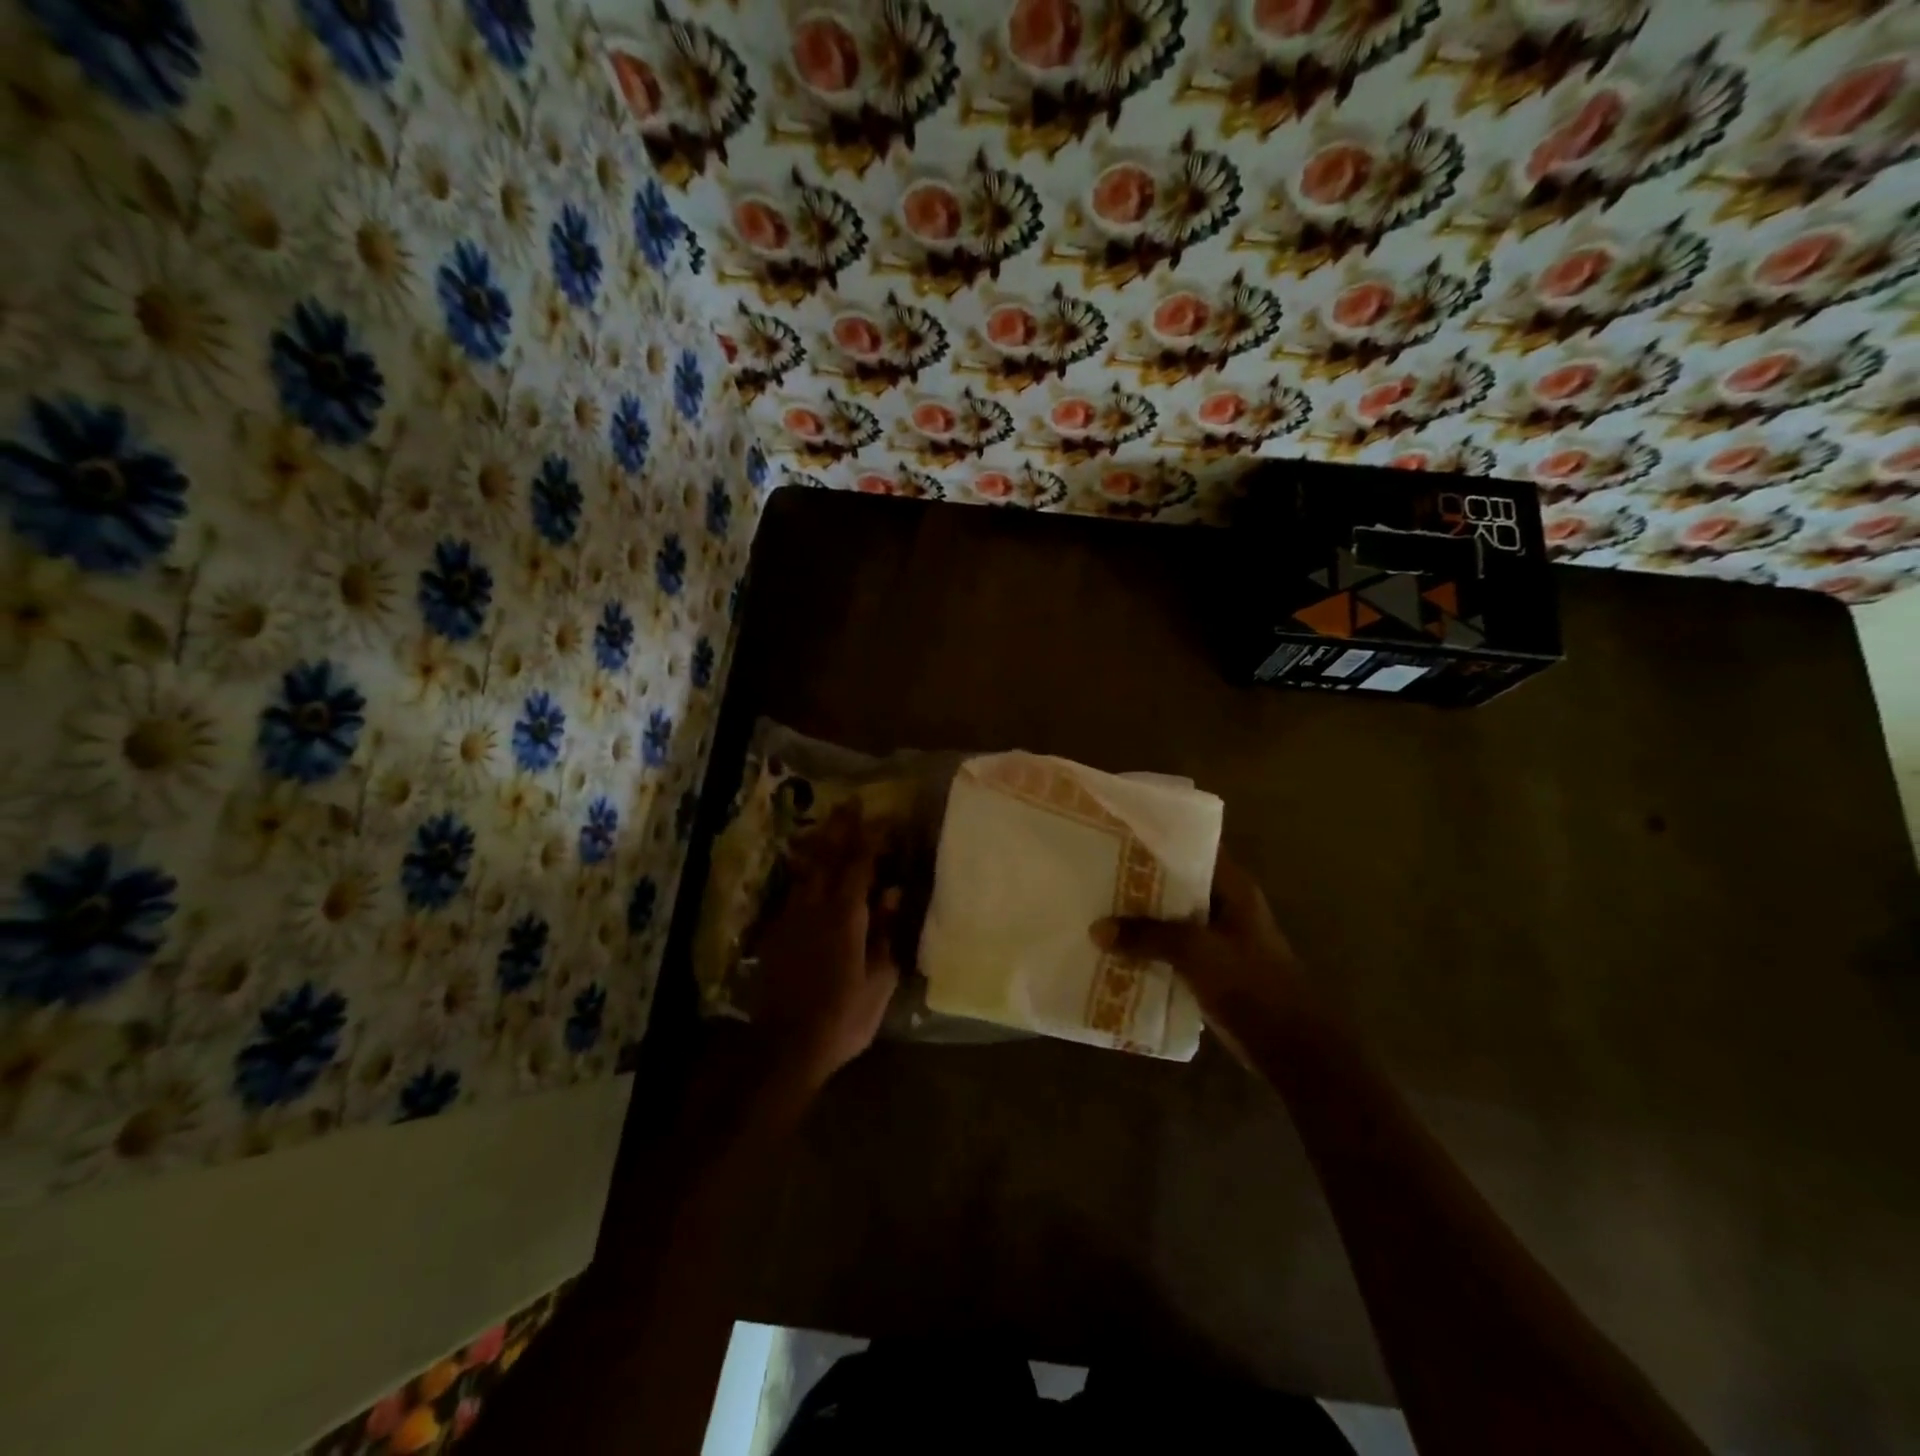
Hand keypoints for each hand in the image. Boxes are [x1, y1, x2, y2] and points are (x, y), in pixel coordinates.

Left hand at [752, 804, 900, 1090]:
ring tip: (827, 826)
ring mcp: (791, 919)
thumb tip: (892, 895)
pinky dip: (805, 874)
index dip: (872, 839)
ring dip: (819, 845)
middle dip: (840, 828)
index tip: (884, 818)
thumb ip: (885, 934)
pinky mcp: (776, 934)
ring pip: (806, 871)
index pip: (859, 865)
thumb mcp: (878, 980)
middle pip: (828, 858)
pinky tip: (808, 873)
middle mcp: (815, 908)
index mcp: (845, 916)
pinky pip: (794, 892)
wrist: (785, 1046)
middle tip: (850, 804)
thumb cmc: (842, 1016)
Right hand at [1091, 855, 1307, 1031]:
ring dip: (1141, 919)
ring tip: (1097, 907)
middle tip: (1095, 871)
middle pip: (1176, 884)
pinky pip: (1173, 949)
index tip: (1119, 834)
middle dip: (1139, 881)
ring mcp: (1220, 938)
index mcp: (1233, 888)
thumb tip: (1097, 929)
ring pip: (1171, 918)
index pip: (1191, 848)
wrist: (1291, 1049)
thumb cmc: (1251, 985)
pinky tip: (1116, 950)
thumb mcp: (1195, 952)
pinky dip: (1150, 949)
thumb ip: (1147, 936)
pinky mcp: (1212, 968)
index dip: (1157, 840)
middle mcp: (1226, 906)